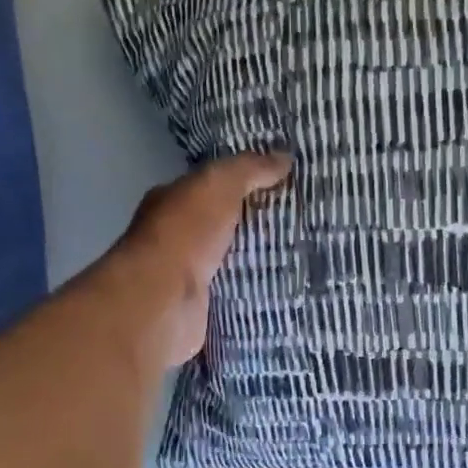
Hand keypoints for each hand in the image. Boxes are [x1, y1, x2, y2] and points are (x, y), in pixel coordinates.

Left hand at [108, 150, 291, 367]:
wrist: (163, 301)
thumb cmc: (185, 234)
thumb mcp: (218, 185)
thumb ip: (249, 169)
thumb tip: (284, 157)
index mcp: (173, 202)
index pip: (212, 188)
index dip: (244, 185)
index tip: (283, 187)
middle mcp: (176, 238)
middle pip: (225, 228)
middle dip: (257, 227)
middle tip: (302, 225)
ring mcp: (188, 277)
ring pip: (233, 264)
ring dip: (261, 263)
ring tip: (304, 258)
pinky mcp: (203, 310)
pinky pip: (237, 297)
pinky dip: (257, 295)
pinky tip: (287, 291)